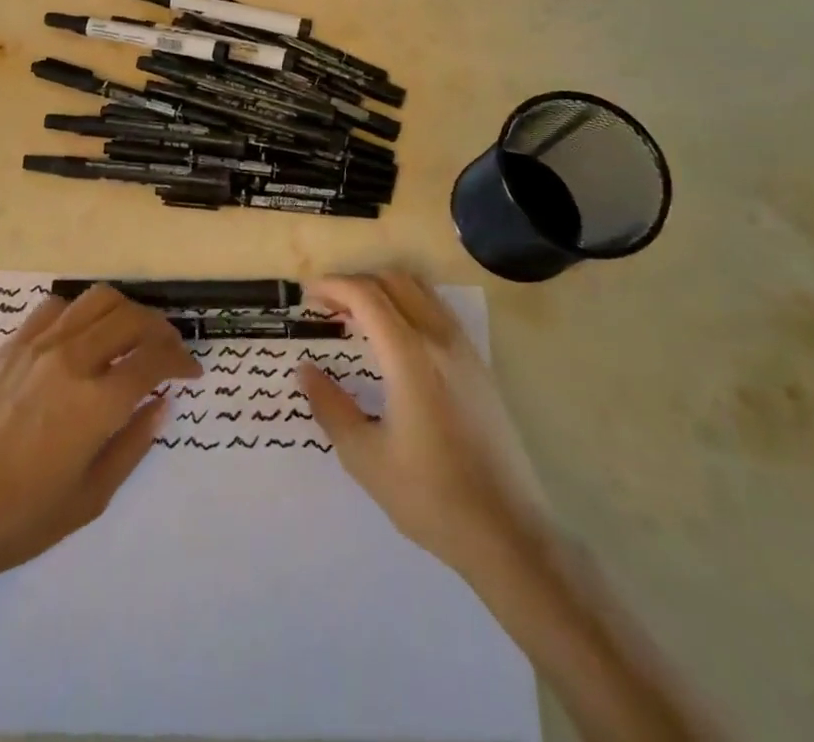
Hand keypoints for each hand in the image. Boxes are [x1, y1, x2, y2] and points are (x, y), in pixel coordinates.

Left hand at [0, 285, 200, 593]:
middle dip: (161, 330)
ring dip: (126, 311)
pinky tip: (83, 335)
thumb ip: (132, 444)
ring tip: (131, 334)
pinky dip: (81, 311)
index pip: (155, 358)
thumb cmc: (19, 519)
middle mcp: (73, 360)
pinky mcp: (13, 344)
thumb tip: (161, 404)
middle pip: (132, 318)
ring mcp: (40, 346)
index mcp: (97, 403)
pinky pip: (57, 306)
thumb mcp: (90, 497)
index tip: (190, 372)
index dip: (181, 360)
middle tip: (168, 352)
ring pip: (98, 300)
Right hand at [299, 271, 552, 576]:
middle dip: (356, 282)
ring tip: (358, 314)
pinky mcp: (479, 366)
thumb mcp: (366, 458)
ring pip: (421, 290)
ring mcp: (465, 350)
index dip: (334, 286)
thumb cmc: (430, 497)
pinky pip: (438, 311)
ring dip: (384, 289)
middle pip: (395, 281)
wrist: (508, 533)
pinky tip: (395, 337)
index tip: (308, 294)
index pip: (367, 296)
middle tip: (329, 304)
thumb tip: (305, 370)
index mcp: (410, 357)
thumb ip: (331, 406)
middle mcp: (440, 340)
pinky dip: (409, 304)